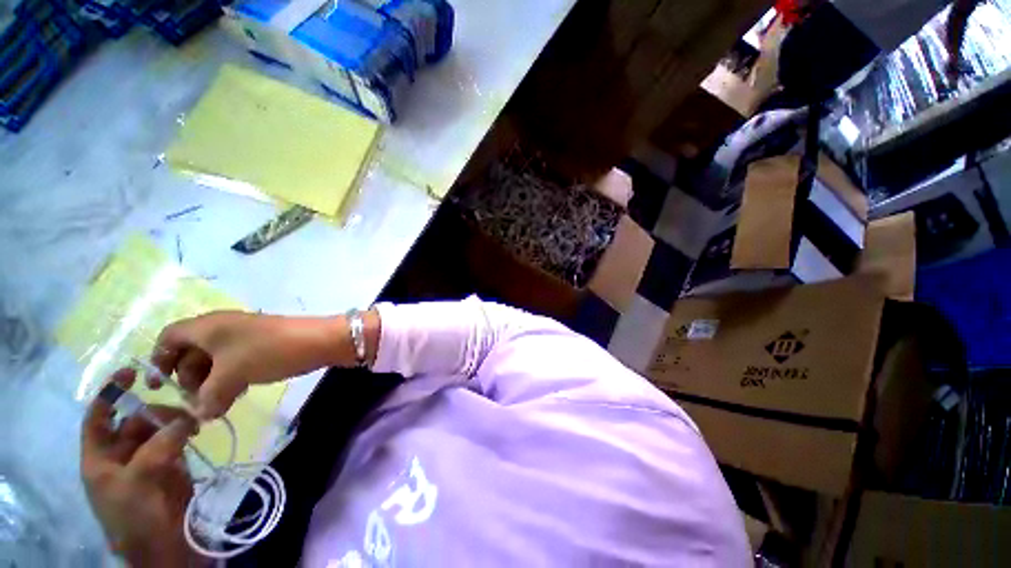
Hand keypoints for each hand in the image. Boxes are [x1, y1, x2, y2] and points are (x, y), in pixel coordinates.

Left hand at [81, 368, 200, 566]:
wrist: (163, 545)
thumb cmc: (136, 514)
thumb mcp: (139, 479)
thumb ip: (159, 444)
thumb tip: (186, 419)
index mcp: (99, 456)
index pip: (97, 416)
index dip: (110, 393)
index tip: (132, 372)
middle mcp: (120, 454)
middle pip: (134, 419)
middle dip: (156, 410)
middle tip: (182, 409)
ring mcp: (146, 459)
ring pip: (158, 427)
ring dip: (174, 420)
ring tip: (195, 422)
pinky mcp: (170, 464)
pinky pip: (175, 438)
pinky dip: (185, 431)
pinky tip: (197, 429)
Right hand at [150, 311, 358, 419]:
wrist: (320, 340)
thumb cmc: (269, 352)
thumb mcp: (231, 376)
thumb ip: (208, 398)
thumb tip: (199, 415)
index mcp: (206, 326)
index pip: (168, 337)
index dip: (160, 361)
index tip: (161, 388)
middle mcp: (221, 326)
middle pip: (190, 351)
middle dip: (189, 378)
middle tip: (197, 402)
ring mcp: (244, 335)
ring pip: (214, 359)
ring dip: (211, 382)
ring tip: (218, 404)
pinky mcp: (262, 344)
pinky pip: (235, 361)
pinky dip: (230, 377)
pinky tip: (237, 394)